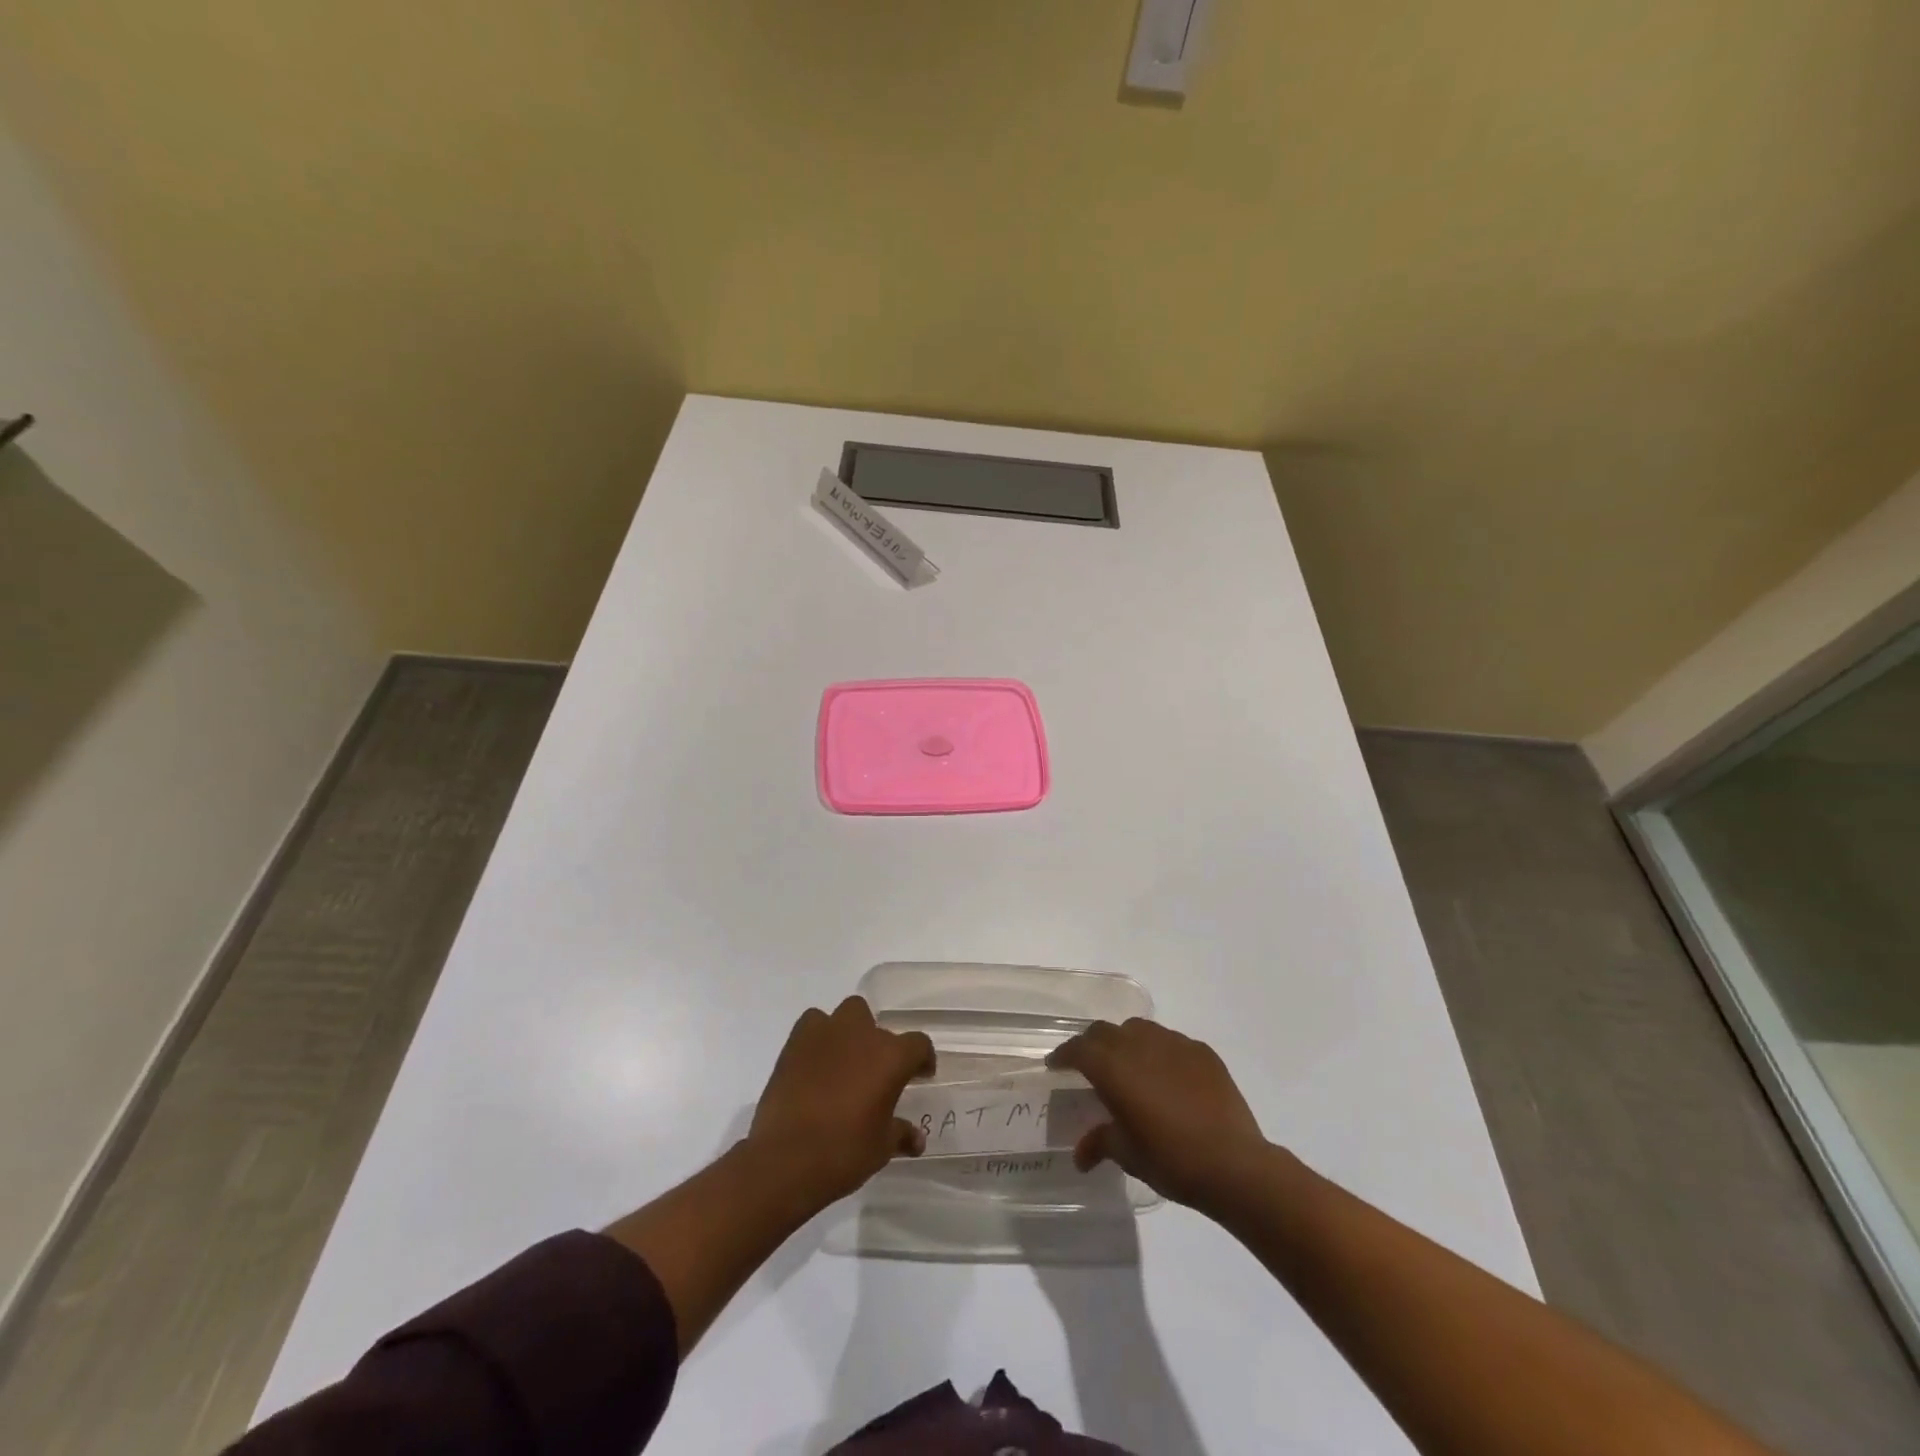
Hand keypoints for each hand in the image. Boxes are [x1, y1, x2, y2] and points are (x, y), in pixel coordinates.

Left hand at [745, 996, 935, 1209]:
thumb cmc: (843, 1153)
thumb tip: (917, 1139)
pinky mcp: (795, 1042)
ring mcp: (826, 1033)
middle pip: (878, 1025)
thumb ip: (901, 1133)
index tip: (920, 1075)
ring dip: (850, 1033)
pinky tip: (815, 1063)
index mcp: (891, 1057)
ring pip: (847, 1015)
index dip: (922, 1059)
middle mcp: (862, 1035)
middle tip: (875, 1073)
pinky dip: (818, 1037)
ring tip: (844, 1062)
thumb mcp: (881, 1148)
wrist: (785, 1160)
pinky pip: (813, 1025)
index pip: (918, 1044)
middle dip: (880, 1044)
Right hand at [1047, 1017, 1269, 1214]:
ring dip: (1126, 1043)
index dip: (1064, 1055)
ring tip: (1130, 1068)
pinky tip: (1168, 1079)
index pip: (1078, 1049)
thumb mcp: (1127, 1154)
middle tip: (1089, 1066)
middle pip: (1105, 1032)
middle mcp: (1140, 1044)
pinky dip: (1160, 1054)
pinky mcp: (1202, 1052)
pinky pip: (1171, 1043)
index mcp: (1113, 1067)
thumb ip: (1100, 1143)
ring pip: (1139, 1030)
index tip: (1056, 1065)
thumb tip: (1080, 1155)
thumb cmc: (1170, 1159)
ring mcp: (1174, 1043)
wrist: (1233, 1163)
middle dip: (1092, 1045)